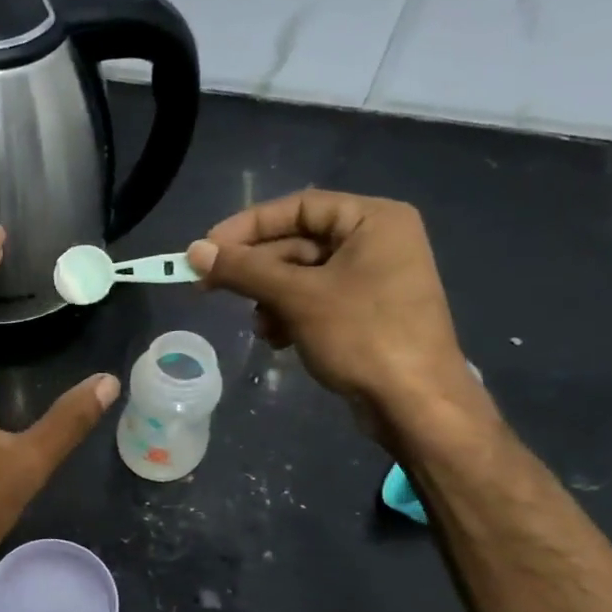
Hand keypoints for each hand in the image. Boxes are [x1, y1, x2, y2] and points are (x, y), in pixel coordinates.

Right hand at [186, 190, 483, 443]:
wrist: (417, 404)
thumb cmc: (363, 336)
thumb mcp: (297, 298)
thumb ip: (244, 270)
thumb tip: (194, 252)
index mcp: (373, 220)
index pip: (298, 207)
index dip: (247, 226)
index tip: (206, 249)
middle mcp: (376, 241)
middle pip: (298, 242)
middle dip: (256, 270)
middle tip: (210, 287)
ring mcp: (373, 279)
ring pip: (301, 276)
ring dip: (270, 298)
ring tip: (260, 327)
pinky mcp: (366, 313)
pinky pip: (315, 301)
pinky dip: (290, 316)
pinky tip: (278, 340)